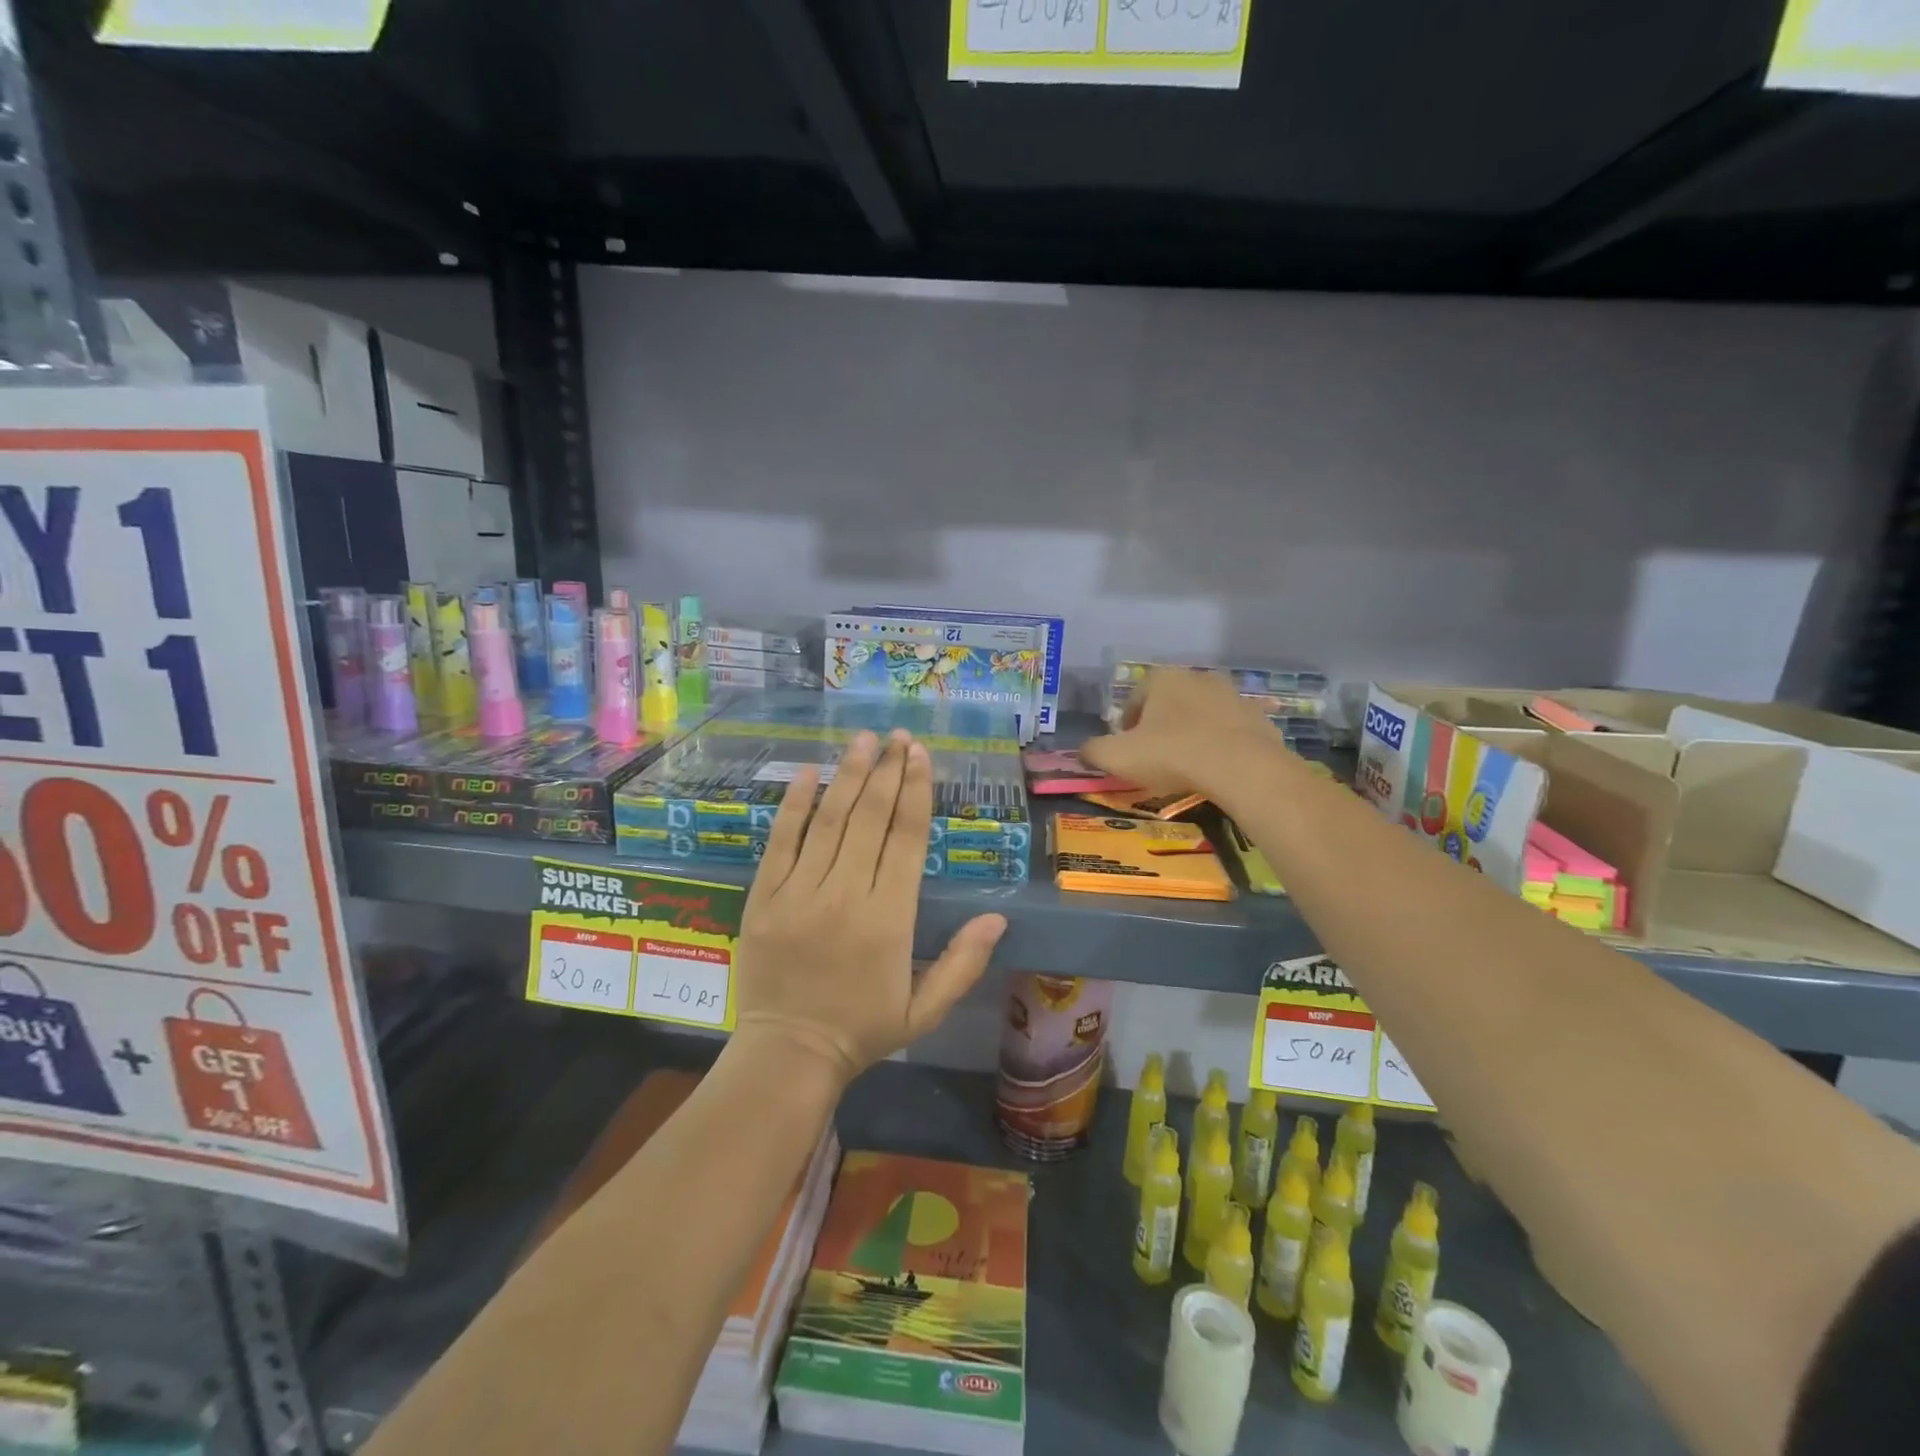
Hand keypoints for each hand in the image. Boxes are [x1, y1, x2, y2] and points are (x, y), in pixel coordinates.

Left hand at [731, 729, 1006, 1084]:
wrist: (788, 1054)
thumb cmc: (862, 1029)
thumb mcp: (924, 1010)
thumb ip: (963, 963)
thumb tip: (997, 918)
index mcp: (890, 919)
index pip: (906, 839)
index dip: (915, 792)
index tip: (919, 755)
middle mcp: (846, 895)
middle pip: (869, 818)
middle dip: (886, 771)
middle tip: (897, 735)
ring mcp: (800, 893)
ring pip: (829, 821)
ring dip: (848, 775)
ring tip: (862, 739)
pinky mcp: (765, 897)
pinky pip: (780, 841)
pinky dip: (794, 804)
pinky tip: (808, 772)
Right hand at [1079, 667, 1280, 797]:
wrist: (1241, 767)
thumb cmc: (1172, 754)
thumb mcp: (1117, 757)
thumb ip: (1093, 752)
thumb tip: (1083, 752)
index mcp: (1162, 679)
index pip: (1135, 698)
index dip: (1126, 726)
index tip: (1127, 750)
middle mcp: (1198, 677)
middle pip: (1170, 703)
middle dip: (1161, 726)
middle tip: (1155, 757)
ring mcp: (1233, 695)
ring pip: (1202, 715)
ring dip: (1192, 733)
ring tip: (1187, 765)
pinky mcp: (1258, 717)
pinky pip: (1230, 731)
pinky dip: (1221, 745)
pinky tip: (1216, 769)